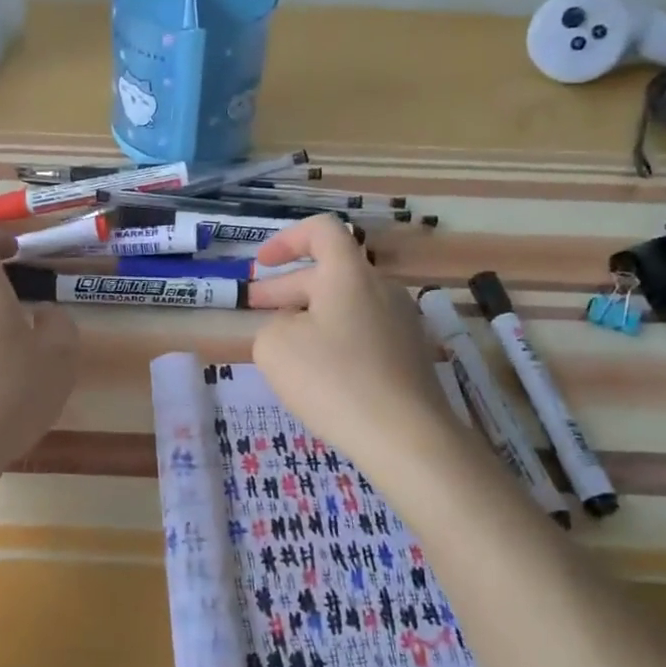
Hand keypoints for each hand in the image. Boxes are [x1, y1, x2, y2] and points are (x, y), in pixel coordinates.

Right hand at [246, 216, 453, 465]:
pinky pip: (364, 332)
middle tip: (255, 307)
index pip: (321, 230)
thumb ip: (272, 325)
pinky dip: (335, 339)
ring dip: (310, 315)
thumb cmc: (333, 380)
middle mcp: (381, 288)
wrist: (406, 436)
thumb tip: (291, 328)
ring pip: (346, 304)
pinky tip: (319, 372)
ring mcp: (401, 322)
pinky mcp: (410, 355)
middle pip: (330, 272)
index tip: (261, 264)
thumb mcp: (275, 347)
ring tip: (283, 345)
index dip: (286, 240)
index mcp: (348, 274)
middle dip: (287, 287)